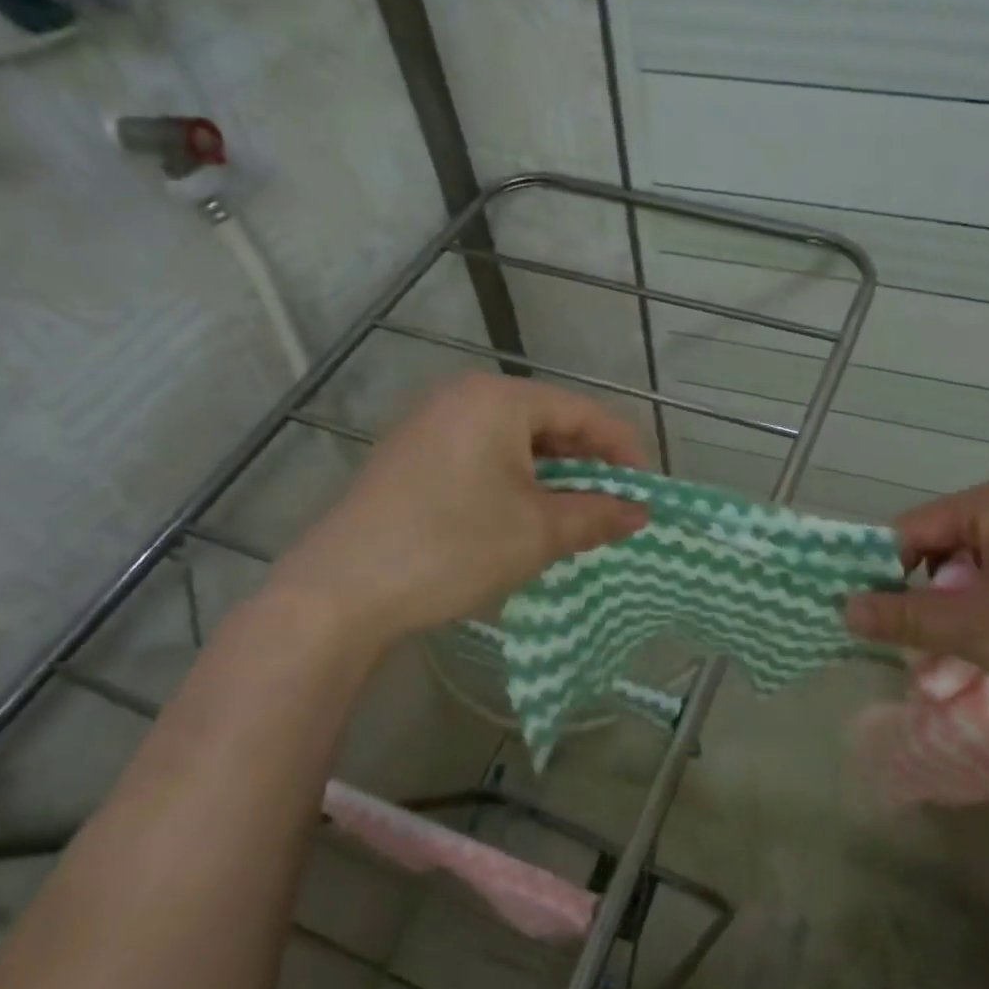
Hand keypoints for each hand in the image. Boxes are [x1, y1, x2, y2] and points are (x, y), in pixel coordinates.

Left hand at [270, 375, 647, 649]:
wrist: (341, 590)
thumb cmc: (453, 547)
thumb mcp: (538, 533)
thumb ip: (598, 516)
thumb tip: (641, 513)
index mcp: (498, 399)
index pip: (583, 412)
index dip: (624, 450)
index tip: (647, 490)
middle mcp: (463, 398)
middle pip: (548, 423)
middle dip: (587, 466)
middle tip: (614, 507)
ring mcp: (430, 425)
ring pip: (514, 444)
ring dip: (552, 479)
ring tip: (576, 518)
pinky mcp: (411, 457)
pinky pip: (482, 458)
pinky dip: (515, 484)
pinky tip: (524, 519)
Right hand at [844, 478, 988, 733]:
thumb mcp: (975, 630)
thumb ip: (903, 616)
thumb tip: (844, 608)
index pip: (910, 528)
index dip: (884, 572)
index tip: (877, 618)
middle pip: (944, 541)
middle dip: (925, 591)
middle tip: (923, 641)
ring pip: (978, 559)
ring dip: (959, 600)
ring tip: (965, 644)